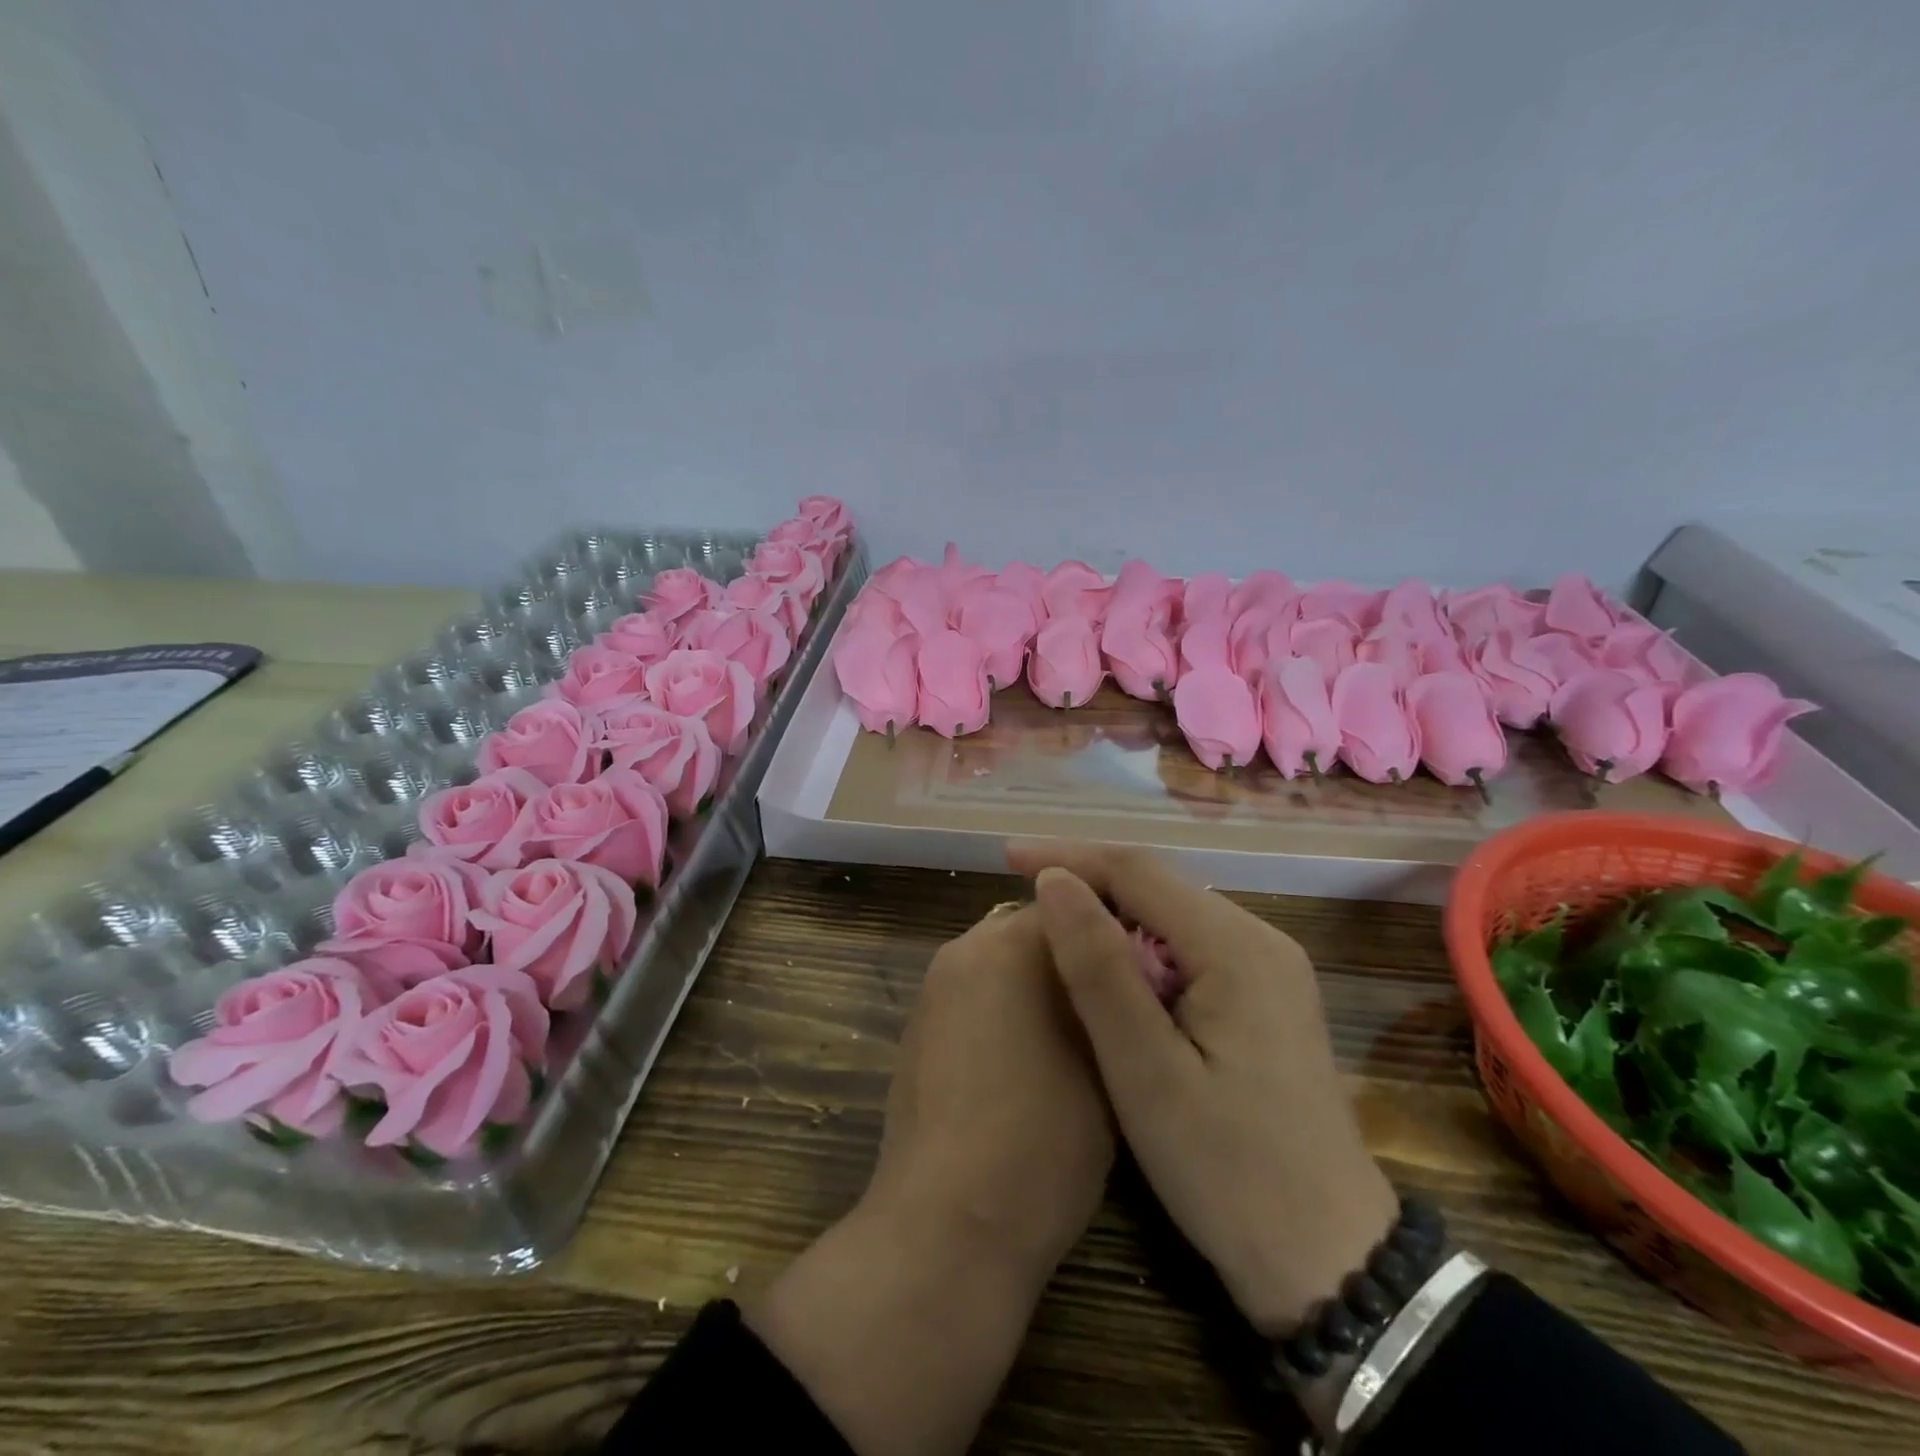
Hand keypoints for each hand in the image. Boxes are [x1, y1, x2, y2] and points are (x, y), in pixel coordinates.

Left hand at [748, 902, 1111, 1455]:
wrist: (946, 1226)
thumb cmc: (1042, 1142)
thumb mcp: (1106, 1061)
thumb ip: (1111, 995)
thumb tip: (1119, 967)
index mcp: (1010, 944)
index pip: (1073, 901)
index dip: (1112, 931)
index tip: (1141, 967)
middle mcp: (964, 948)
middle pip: (1031, 927)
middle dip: (1072, 951)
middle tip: (1112, 1000)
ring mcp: (934, 987)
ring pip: (1000, 959)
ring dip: (1035, 979)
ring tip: (1073, 1033)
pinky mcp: (918, 1025)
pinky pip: (973, 991)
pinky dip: (1002, 1006)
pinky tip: (1024, 1059)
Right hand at [1010, 842, 1398, 1336]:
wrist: (1332, 1259)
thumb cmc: (1228, 1171)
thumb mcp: (1146, 1072)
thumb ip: (1099, 970)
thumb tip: (1054, 882)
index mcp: (1235, 947)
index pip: (1137, 871)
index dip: (1068, 857)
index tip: (1009, 857)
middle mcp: (1260, 939)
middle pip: (1158, 885)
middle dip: (1089, 879)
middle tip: (1022, 889)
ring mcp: (1270, 967)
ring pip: (1174, 913)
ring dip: (1112, 911)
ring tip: (1053, 922)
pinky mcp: (1268, 997)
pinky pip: (1192, 945)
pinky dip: (1142, 945)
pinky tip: (1111, 968)